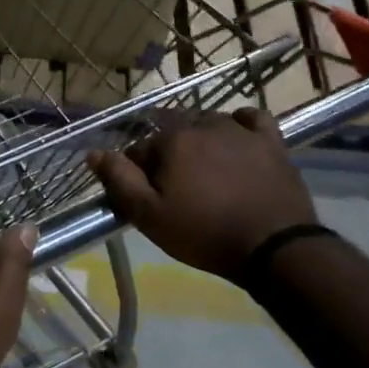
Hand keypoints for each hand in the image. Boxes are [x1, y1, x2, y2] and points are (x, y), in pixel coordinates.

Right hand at [88, 109, 317, 279]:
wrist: (274, 248)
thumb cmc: (205, 233)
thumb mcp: (150, 216)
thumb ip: (119, 180)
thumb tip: (93, 152)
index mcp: (172, 140)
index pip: (140, 147)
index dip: (137, 170)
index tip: (144, 195)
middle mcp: (203, 124)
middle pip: (173, 130)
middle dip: (167, 152)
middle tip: (173, 185)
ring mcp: (240, 131)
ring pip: (208, 122)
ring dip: (199, 138)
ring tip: (203, 168)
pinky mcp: (271, 141)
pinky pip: (252, 119)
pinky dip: (240, 124)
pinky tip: (237, 138)